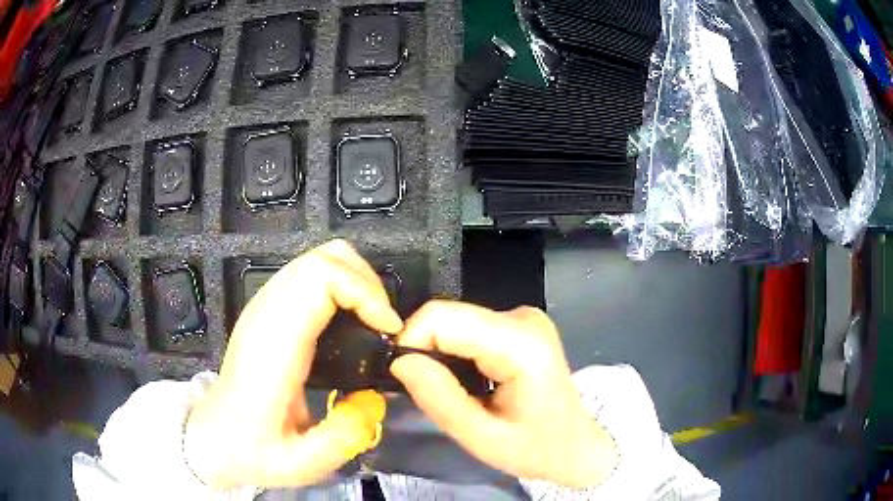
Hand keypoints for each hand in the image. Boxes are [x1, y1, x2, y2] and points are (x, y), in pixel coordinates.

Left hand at [184, 240, 401, 488]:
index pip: (319, 278)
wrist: (214, 438)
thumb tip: (374, 398)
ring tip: (372, 323)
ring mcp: (264, 306)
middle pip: (323, 257)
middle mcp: (267, 312)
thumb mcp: (300, 463)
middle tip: (384, 324)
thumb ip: (342, 437)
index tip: (387, 329)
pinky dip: (341, 287)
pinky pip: (310, 275)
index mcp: (273, 343)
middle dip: (366, 282)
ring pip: (318, 259)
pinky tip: (349, 323)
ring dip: (355, 282)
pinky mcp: (268, 310)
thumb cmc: (252, 450)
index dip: (364, 292)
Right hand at [390, 301, 618, 488]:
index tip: (401, 375)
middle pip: (449, 316)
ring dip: (439, 352)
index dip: (410, 340)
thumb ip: (440, 399)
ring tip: (449, 390)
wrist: (577, 445)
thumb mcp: (483, 439)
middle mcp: (523, 318)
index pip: (443, 317)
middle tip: (425, 390)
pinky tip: (466, 380)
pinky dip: (455, 351)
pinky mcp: (518, 323)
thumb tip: (399, 361)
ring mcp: (523, 317)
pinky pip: (468, 327)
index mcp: (521, 344)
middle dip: (424, 349)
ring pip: (455, 320)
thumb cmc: (536, 448)